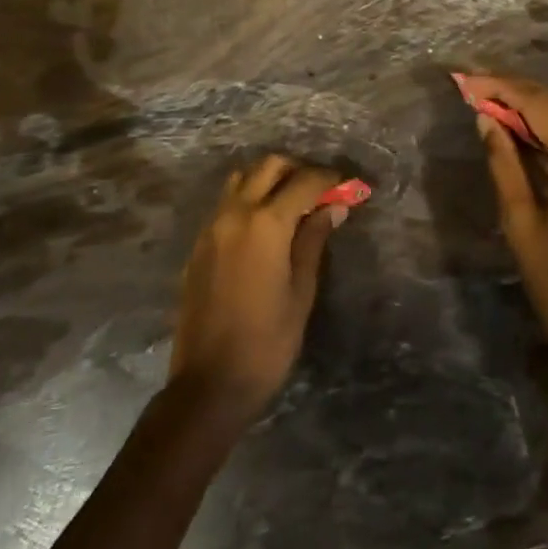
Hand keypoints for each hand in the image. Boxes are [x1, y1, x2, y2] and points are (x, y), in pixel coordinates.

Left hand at [169, 155, 346, 421]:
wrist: (209, 382)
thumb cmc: (267, 342)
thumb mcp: (301, 291)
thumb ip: (314, 240)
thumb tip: (333, 208)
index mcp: (265, 224)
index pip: (304, 181)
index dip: (330, 179)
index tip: (348, 186)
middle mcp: (234, 213)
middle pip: (268, 166)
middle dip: (298, 170)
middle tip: (321, 192)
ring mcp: (211, 227)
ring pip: (242, 179)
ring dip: (269, 180)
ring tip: (293, 206)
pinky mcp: (199, 244)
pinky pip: (226, 203)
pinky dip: (249, 199)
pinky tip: (266, 228)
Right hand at [458, 74, 547, 417]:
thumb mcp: (522, 223)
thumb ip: (504, 163)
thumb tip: (486, 120)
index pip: (542, 106)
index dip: (501, 89)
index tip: (465, 81)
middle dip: (515, 92)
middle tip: (472, 87)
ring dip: (533, 109)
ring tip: (489, 103)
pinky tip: (522, 131)